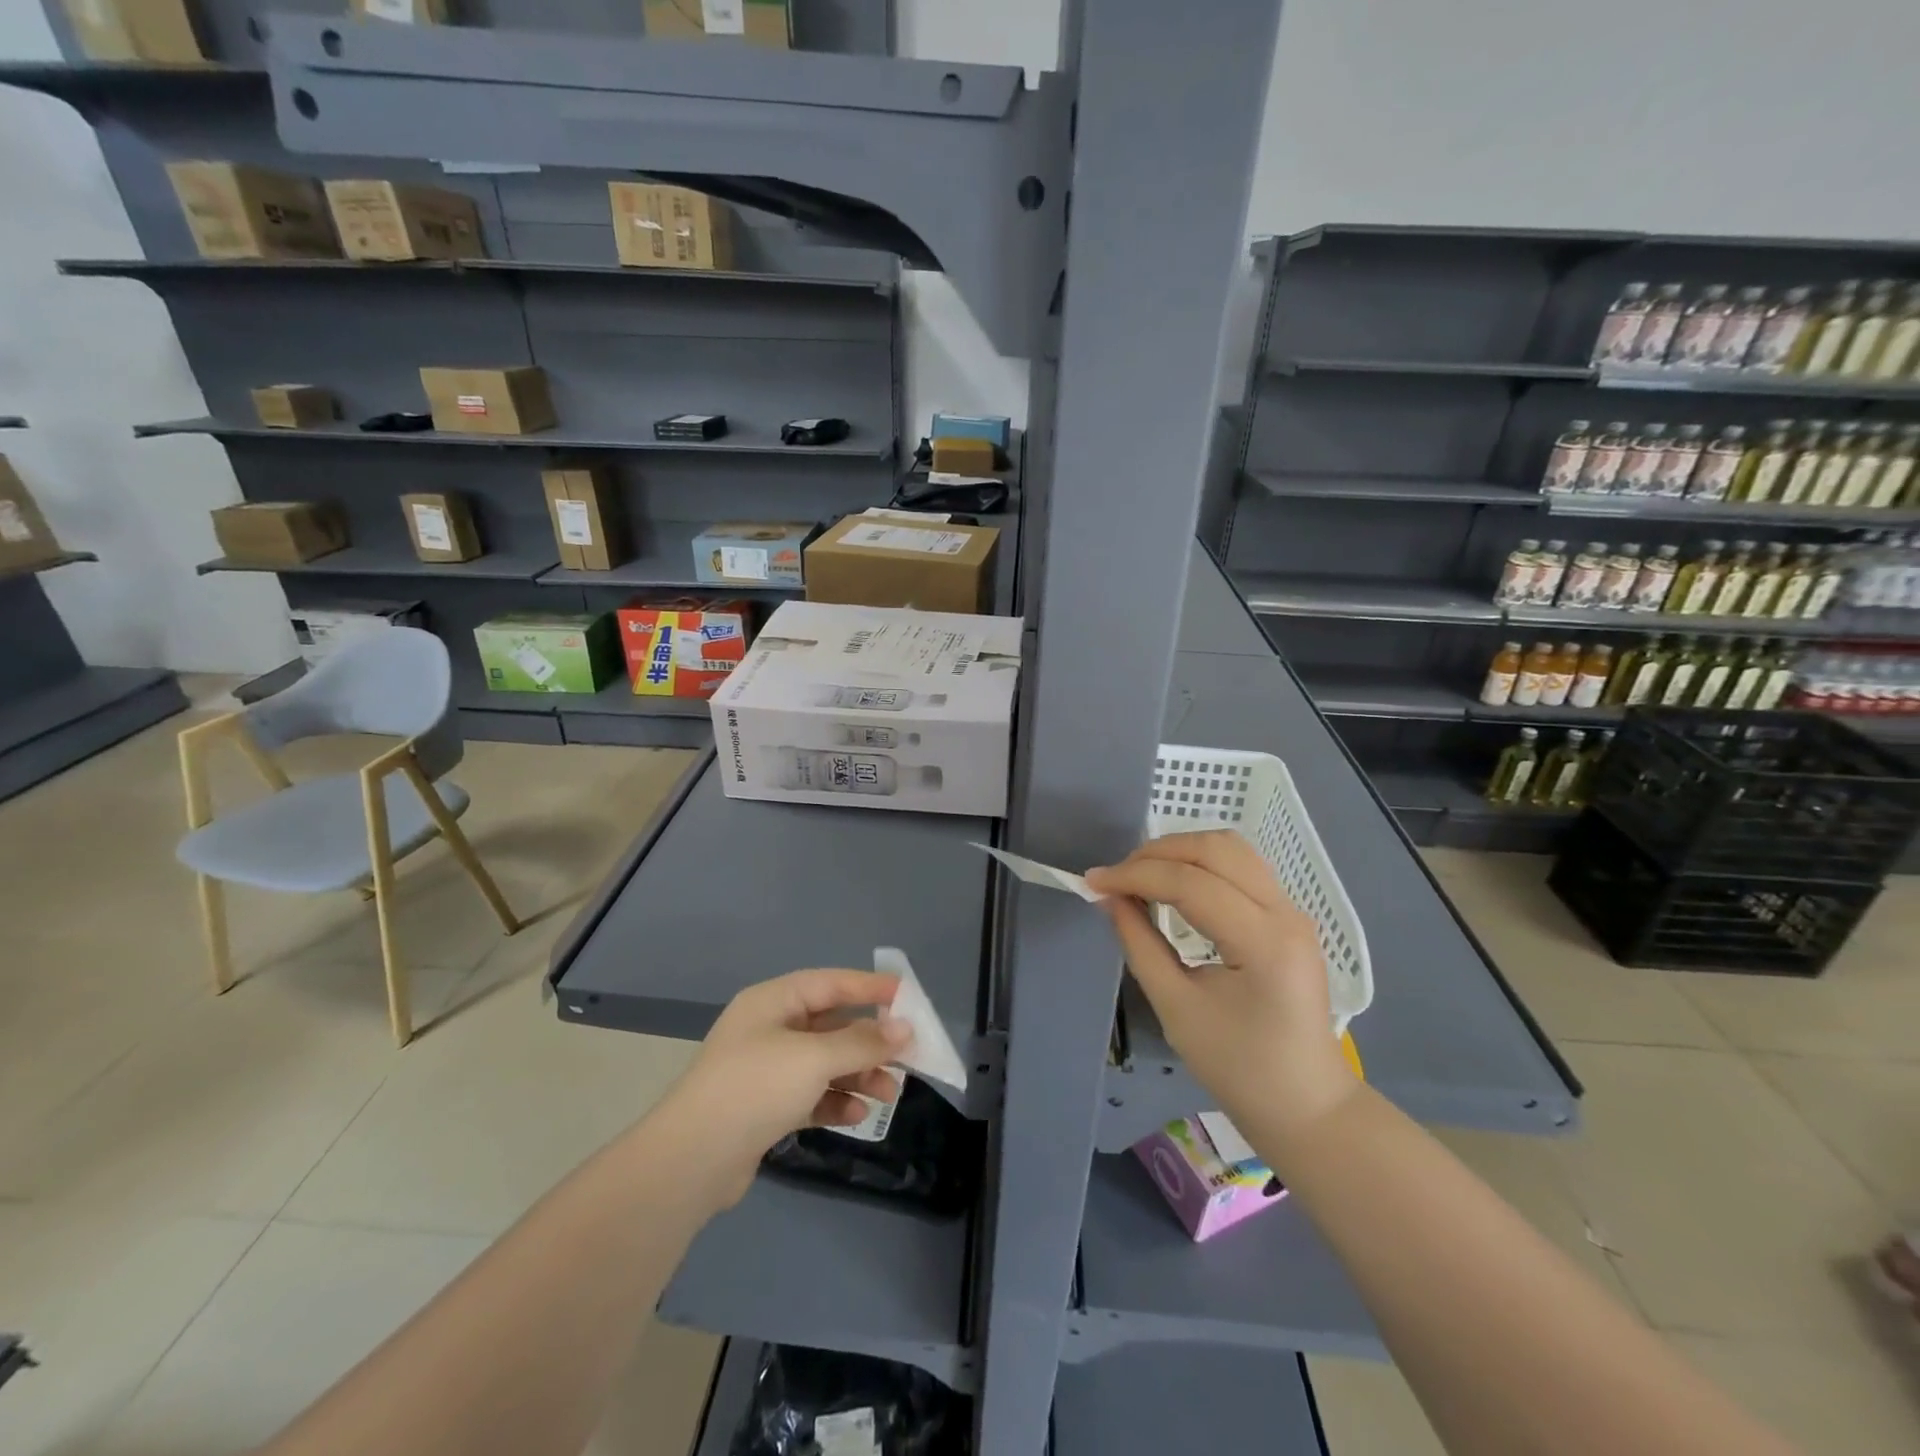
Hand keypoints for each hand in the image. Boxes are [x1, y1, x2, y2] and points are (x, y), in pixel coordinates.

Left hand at [657, 970, 912, 1207]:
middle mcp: (770, 1029)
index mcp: (773, 1002)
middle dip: (870, 1040)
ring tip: (890, 1093)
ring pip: (825, 1063)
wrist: (691, 1162)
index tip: (909, 996)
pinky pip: (812, 1095)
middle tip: (908, 1054)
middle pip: (831, 1025)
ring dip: (859, 1074)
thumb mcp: (813, 1058)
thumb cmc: (754, 1088)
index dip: (870, 987)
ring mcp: (766, 1070)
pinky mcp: (766, 1108)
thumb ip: (862, 1042)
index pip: (831, 983)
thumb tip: (904, 1029)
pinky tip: (859, 1114)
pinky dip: (836, 1100)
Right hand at [1086, 831, 1358, 1156]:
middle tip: (1116, 878)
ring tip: (1140, 875)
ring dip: (1180, 851)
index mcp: (1264, 943)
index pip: (1191, 884)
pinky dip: (1200, 864)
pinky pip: (1240, 867)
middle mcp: (1285, 913)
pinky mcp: (1287, 915)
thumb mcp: (1176, 1009)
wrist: (1306, 1105)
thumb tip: (1109, 898)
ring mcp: (1292, 910)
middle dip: (1157, 853)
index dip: (1135, 875)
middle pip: (1216, 849)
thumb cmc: (1239, 1068)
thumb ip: (1140, 944)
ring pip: (1231, 849)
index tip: (1092, 882)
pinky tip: (1172, 883)